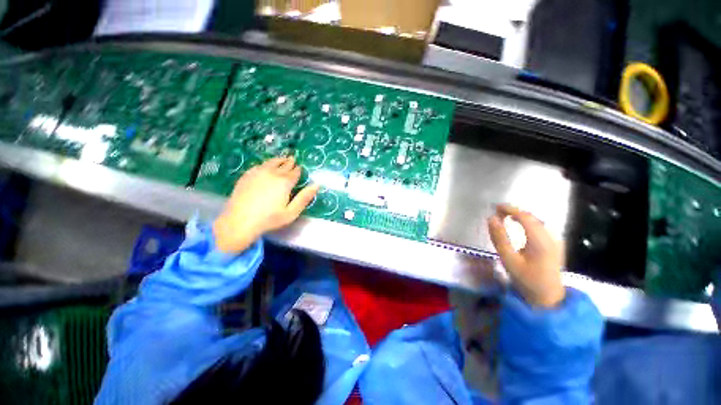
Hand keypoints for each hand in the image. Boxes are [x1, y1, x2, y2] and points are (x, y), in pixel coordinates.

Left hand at [213, 156, 319, 252]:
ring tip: (282, 158)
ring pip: (271, 162)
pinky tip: (265, 165)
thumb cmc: (270, 219)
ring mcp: (258, 173)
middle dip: (289, 162)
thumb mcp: (292, 212)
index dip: (298, 169)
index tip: (300, 167)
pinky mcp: (247, 175)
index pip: (295, 172)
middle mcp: (272, 174)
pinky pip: (259, 165)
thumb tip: (317, 184)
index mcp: (285, 182)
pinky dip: (265, 164)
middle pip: (283, 165)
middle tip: (293, 158)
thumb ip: (305, 197)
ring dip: (278, 160)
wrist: (240, 221)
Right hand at [487, 204, 565, 307]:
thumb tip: (491, 218)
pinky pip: (541, 226)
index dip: (509, 209)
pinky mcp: (556, 244)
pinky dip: (528, 222)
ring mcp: (556, 240)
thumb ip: (499, 238)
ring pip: (537, 220)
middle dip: (514, 211)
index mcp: (540, 241)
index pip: (525, 216)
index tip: (495, 207)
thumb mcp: (508, 260)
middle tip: (497, 212)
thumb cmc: (526, 279)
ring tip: (505, 216)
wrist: (548, 297)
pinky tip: (520, 225)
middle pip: (532, 217)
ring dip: (521, 216)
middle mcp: (551, 237)